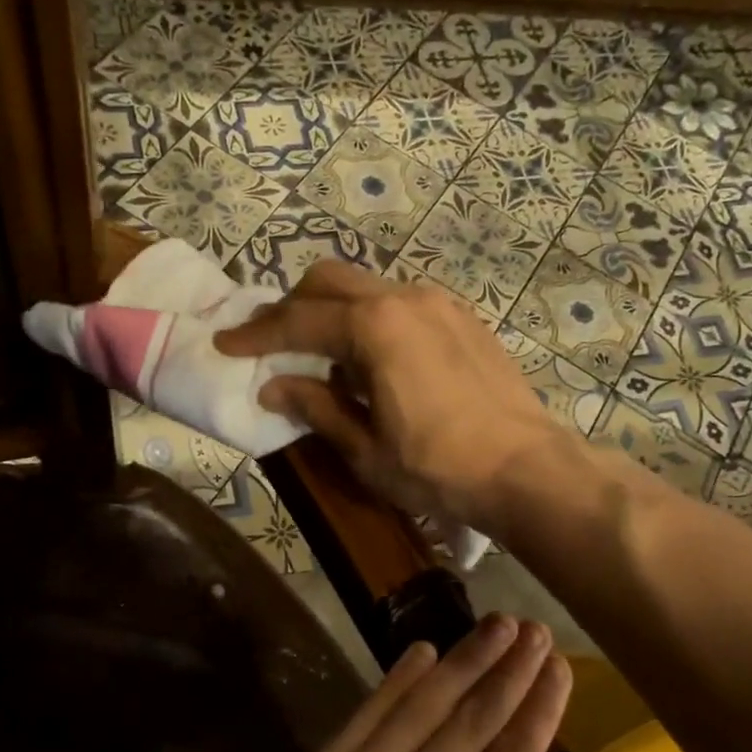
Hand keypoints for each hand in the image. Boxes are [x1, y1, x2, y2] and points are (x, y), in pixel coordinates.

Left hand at [198, 615, 569, 751]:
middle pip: (472, 719)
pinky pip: (366, 715)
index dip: (538, 708)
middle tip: (534, 629)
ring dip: (462, 660)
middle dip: (508, 669)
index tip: (558, 667)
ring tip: (494, 625)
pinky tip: (421, 652)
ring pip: (423, 704)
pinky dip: (397, 680)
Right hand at [215, 262, 567, 528]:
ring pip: (367, 287)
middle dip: (292, 307)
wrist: (526, 468)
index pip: (297, 322)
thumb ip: (317, 407)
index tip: (225, 344)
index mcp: (374, 327)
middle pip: (329, 282)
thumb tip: (273, 386)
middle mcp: (404, 298)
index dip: (256, 334)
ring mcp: (439, 303)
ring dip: (334, 311)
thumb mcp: (365, 448)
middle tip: (271, 343)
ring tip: (324, 357)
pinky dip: (373, 318)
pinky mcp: (463, 318)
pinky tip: (375, 360)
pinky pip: (402, 303)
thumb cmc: (437, 468)